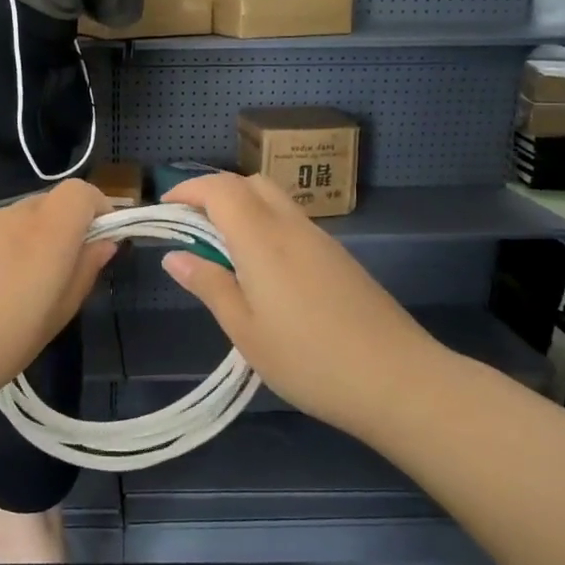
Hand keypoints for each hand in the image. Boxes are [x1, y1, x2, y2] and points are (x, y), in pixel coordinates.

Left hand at [0, 180, 116, 424]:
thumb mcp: (47, 325)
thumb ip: (80, 277)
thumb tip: (105, 243)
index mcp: (43, 236)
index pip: (81, 191)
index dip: (98, 211)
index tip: (100, 247)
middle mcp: (10, 219)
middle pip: (51, 205)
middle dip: (67, 232)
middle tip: (59, 283)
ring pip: (18, 221)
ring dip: (31, 244)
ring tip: (17, 298)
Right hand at [160, 172, 448, 428]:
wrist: (398, 380)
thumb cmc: (309, 360)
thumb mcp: (245, 330)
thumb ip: (209, 285)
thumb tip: (175, 256)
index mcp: (262, 239)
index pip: (220, 189)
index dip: (188, 189)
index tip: (165, 209)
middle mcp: (292, 227)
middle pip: (250, 183)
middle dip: (215, 193)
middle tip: (192, 227)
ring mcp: (321, 241)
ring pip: (275, 202)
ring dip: (242, 210)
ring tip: (222, 253)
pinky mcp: (340, 259)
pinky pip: (293, 224)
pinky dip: (266, 228)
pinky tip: (263, 273)